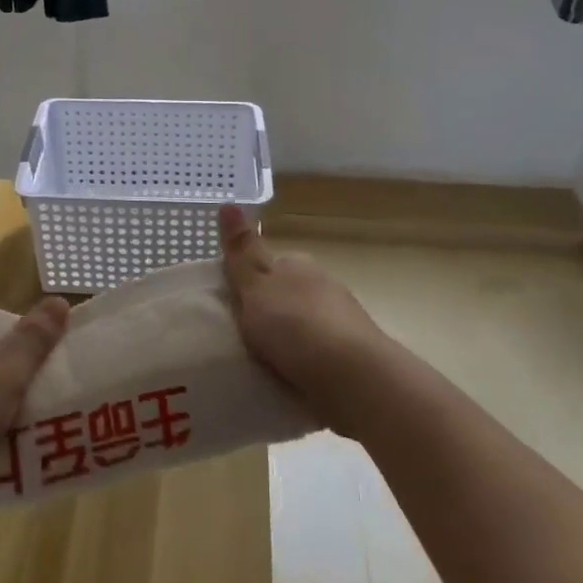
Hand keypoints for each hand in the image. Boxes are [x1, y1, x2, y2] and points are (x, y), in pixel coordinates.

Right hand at [218, 205, 387, 433]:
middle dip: (270, 311)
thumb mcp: (256, 284)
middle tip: (241, 337)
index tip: (232, 304)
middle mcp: (323, 286)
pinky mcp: (352, 357)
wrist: (354, 378)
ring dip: (289, 340)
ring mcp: (343, 321)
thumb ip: (241, 250)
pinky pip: (319, 355)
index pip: (270, 264)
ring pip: (305, 325)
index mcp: (299, 265)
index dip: (250, 280)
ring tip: (262, 364)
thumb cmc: (296, 325)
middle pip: (288, 294)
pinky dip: (305, 364)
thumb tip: (227, 202)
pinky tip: (290, 380)